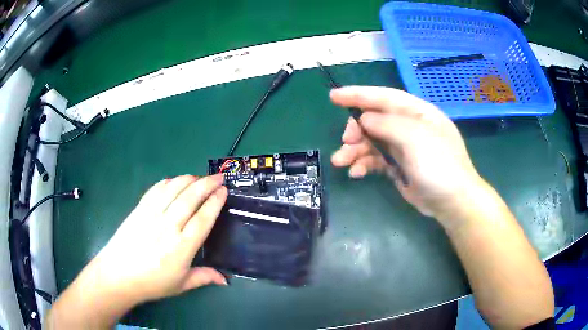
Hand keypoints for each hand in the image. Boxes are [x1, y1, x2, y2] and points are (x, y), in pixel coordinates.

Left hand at [74, 175, 227, 304]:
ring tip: (200, 177)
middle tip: (219, 177)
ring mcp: (151, 215)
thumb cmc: (152, 283)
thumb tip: (226, 280)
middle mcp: (167, 227)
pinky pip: (156, 189)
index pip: (202, 219)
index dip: (215, 202)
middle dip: (207, 184)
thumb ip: (204, 277)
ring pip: (173, 189)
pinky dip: (168, 182)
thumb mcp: (181, 285)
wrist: (119, 274)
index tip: (224, 191)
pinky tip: (175, 181)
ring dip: (189, 179)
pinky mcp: (139, 209)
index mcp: (181, 247)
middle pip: (190, 198)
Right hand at [330, 86, 482, 221]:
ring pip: (372, 142)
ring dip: (354, 150)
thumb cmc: (439, 165)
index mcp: (417, 112)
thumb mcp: (415, 138)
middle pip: (375, 120)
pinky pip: (376, 160)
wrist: (452, 202)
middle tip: (345, 141)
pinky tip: (355, 173)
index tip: (334, 96)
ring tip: (340, 162)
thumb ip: (387, 124)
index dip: (359, 94)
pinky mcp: (398, 166)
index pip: (384, 97)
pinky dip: (363, 164)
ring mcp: (403, 147)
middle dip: (357, 129)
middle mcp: (409, 126)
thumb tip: (364, 120)